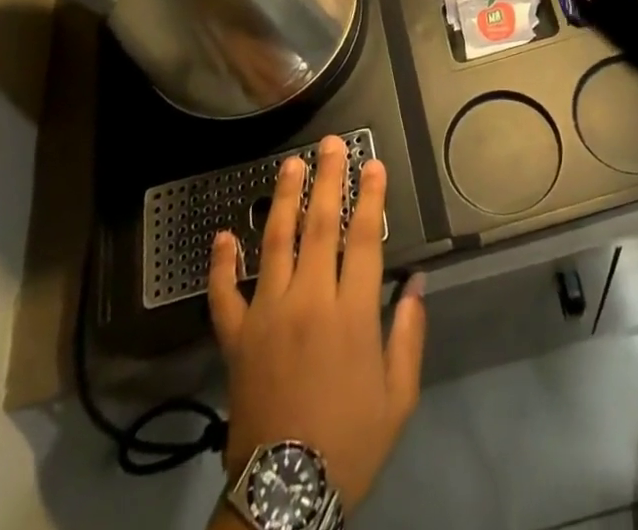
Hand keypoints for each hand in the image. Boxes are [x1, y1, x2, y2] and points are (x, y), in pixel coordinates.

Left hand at [208, 135, 426, 518]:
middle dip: (328, 179)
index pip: (364, 238)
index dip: (371, 196)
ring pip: (275, 242)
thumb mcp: (398, 397)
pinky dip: (221, 263)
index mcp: (352, 314)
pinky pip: (224, 294)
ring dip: (283, 198)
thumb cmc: (351, 443)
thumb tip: (416, 281)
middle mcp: (308, 301)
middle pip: (320, 225)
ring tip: (290, 164)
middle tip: (331, 144)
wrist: (286, 497)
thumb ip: (409, 333)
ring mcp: (267, 315)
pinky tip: (223, 234)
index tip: (373, 164)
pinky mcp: (235, 337)